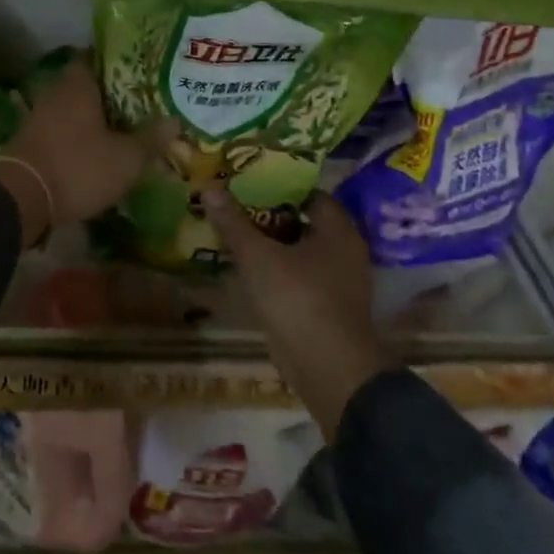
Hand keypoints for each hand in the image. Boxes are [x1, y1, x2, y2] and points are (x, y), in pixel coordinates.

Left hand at [0, 56, 159, 243]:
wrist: (21, 199)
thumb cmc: (78, 167)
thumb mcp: (125, 158)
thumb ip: (150, 139)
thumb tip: (174, 121)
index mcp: (78, 84)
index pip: (97, 57)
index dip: (118, 60)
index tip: (141, 68)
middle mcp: (56, 92)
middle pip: (87, 83)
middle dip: (111, 92)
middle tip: (141, 100)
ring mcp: (40, 116)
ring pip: (74, 108)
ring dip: (95, 116)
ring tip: (124, 126)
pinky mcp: (32, 140)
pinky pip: (63, 129)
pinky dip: (79, 135)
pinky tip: (98, 148)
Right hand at [202, 189, 387, 439]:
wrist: (329, 371)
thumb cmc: (298, 299)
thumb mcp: (258, 256)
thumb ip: (233, 223)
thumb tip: (209, 187)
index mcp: (338, 230)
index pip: (309, 193)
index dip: (279, 185)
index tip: (248, 182)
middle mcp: (344, 252)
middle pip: (302, 222)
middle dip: (269, 215)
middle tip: (234, 205)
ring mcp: (339, 283)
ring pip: (299, 252)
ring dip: (270, 245)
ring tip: (234, 233)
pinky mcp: (327, 309)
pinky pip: (299, 278)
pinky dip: (276, 271)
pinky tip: (247, 269)